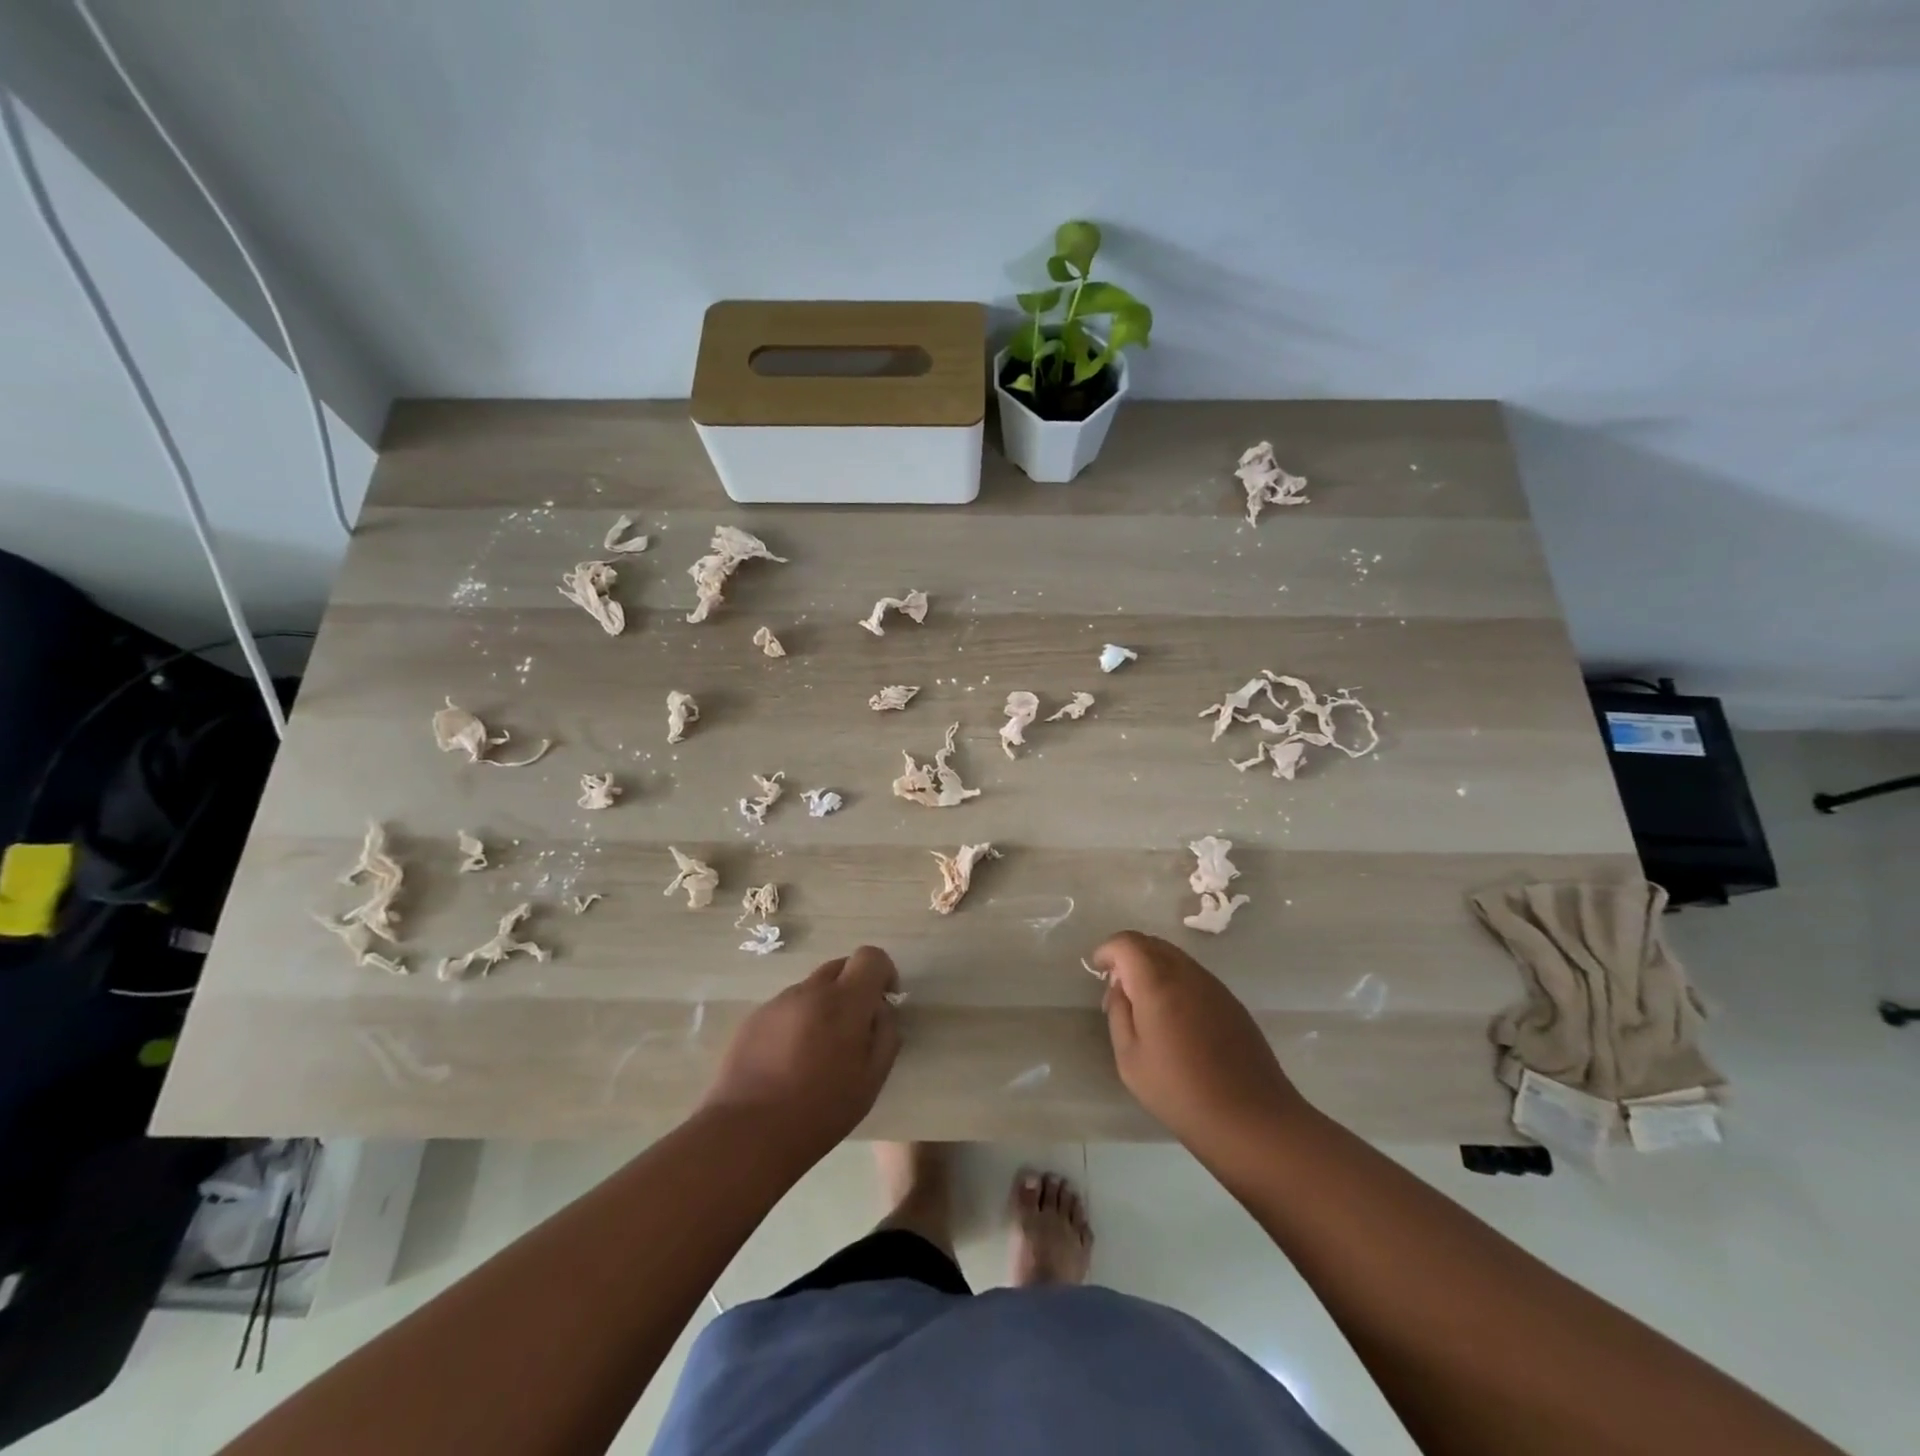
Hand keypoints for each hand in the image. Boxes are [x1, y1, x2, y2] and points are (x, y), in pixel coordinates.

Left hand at [700, 945, 901, 1160]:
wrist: (747, 1133)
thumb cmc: (820, 1111)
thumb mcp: (871, 1080)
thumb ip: (885, 1035)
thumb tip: (880, 1011)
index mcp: (844, 1001)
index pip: (871, 956)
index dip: (883, 973)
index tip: (883, 1003)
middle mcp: (810, 990)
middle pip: (840, 967)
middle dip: (853, 989)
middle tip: (852, 1031)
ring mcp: (778, 1002)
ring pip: (812, 989)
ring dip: (823, 1007)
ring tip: (816, 1053)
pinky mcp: (753, 1018)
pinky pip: (787, 1008)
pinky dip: (797, 1022)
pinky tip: (788, 1062)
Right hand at [1094, 931, 1305, 1156]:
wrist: (1251, 1118)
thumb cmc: (1180, 1091)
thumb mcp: (1130, 1058)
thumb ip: (1118, 1013)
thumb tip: (1119, 987)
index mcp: (1157, 982)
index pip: (1127, 943)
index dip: (1108, 950)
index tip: (1098, 970)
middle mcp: (1187, 973)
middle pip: (1152, 943)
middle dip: (1129, 956)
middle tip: (1118, 987)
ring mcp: (1213, 985)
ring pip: (1174, 957)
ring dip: (1153, 967)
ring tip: (1145, 1004)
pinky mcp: (1231, 1001)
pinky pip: (1194, 975)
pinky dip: (1175, 980)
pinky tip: (1174, 1017)